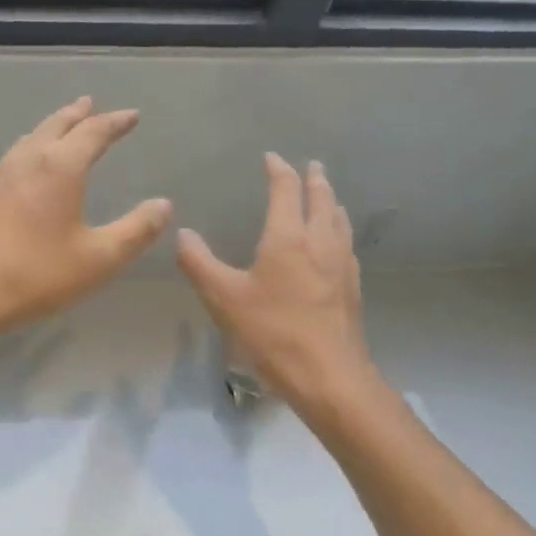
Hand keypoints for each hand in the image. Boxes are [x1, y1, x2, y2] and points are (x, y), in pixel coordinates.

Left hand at [0, 97, 172, 343]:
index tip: (132, 116)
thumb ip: (135, 230)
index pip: (93, 133)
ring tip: (63, 125)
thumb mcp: (98, 259)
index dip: (116, 122)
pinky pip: (15, 155)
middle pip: (56, 125)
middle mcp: (28, 160)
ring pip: (31, 137)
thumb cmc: (35, 275)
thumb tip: (163, 205)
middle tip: (91, 104)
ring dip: (52, 126)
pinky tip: (29, 164)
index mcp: (60, 167)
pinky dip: (33, 146)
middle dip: (78, 114)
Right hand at [175, 154, 376, 426]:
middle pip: (322, 199)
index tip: (271, 158)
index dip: (279, 170)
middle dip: (314, 179)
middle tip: (311, 166)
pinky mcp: (352, 288)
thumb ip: (199, 263)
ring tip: (326, 196)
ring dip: (331, 201)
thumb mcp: (223, 298)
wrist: (329, 377)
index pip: (286, 190)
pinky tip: (335, 244)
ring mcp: (342, 265)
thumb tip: (182, 233)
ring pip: (339, 220)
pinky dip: (339, 229)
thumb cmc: (272, 332)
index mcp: (288, 237)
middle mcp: (320, 242)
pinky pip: (346, 244)